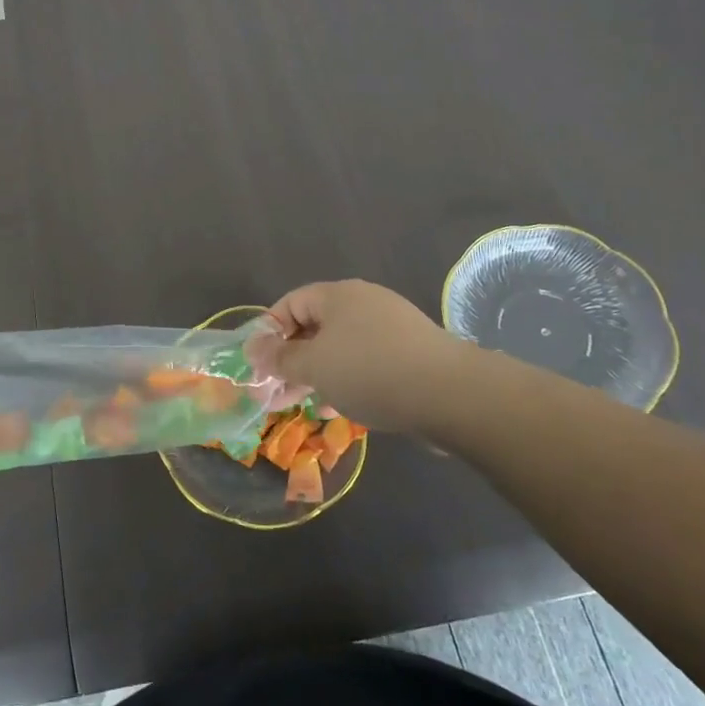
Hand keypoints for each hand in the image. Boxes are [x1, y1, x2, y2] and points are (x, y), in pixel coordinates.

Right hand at [249, 280, 482, 433]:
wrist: (451, 394)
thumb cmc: (370, 371)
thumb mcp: (315, 366)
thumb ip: (280, 358)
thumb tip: (253, 348)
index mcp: (338, 295)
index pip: (291, 303)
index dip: (270, 332)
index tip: (260, 365)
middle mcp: (364, 304)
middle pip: (316, 326)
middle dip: (293, 360)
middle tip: (277, 392)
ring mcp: (391, 328)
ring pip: (342, 348)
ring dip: (319, 374)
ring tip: (306, 405)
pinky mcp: (411, 354)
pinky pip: (367, 363)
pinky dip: (349, 381)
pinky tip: (342, 409)